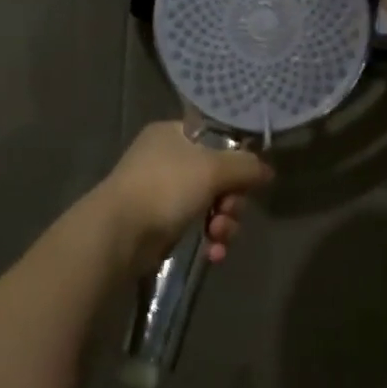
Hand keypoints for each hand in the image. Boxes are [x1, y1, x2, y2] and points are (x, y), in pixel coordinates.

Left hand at [94, 122, 273, 273]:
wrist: (119, 233)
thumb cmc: (166, 187)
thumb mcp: (213, 169)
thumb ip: (246, 166)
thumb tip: (267, 170)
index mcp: (173, 134)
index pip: (216, 139)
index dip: (236, 160)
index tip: (248, 180)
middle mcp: (166, 158)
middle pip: (217, 175)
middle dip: (231, 200)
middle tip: (228, 211)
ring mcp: (161, 192)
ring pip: (210, 204)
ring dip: (223, 222)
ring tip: (219, 236)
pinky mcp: (160, 223)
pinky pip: (196, 227)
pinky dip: (209, 239)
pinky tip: (214, 253)